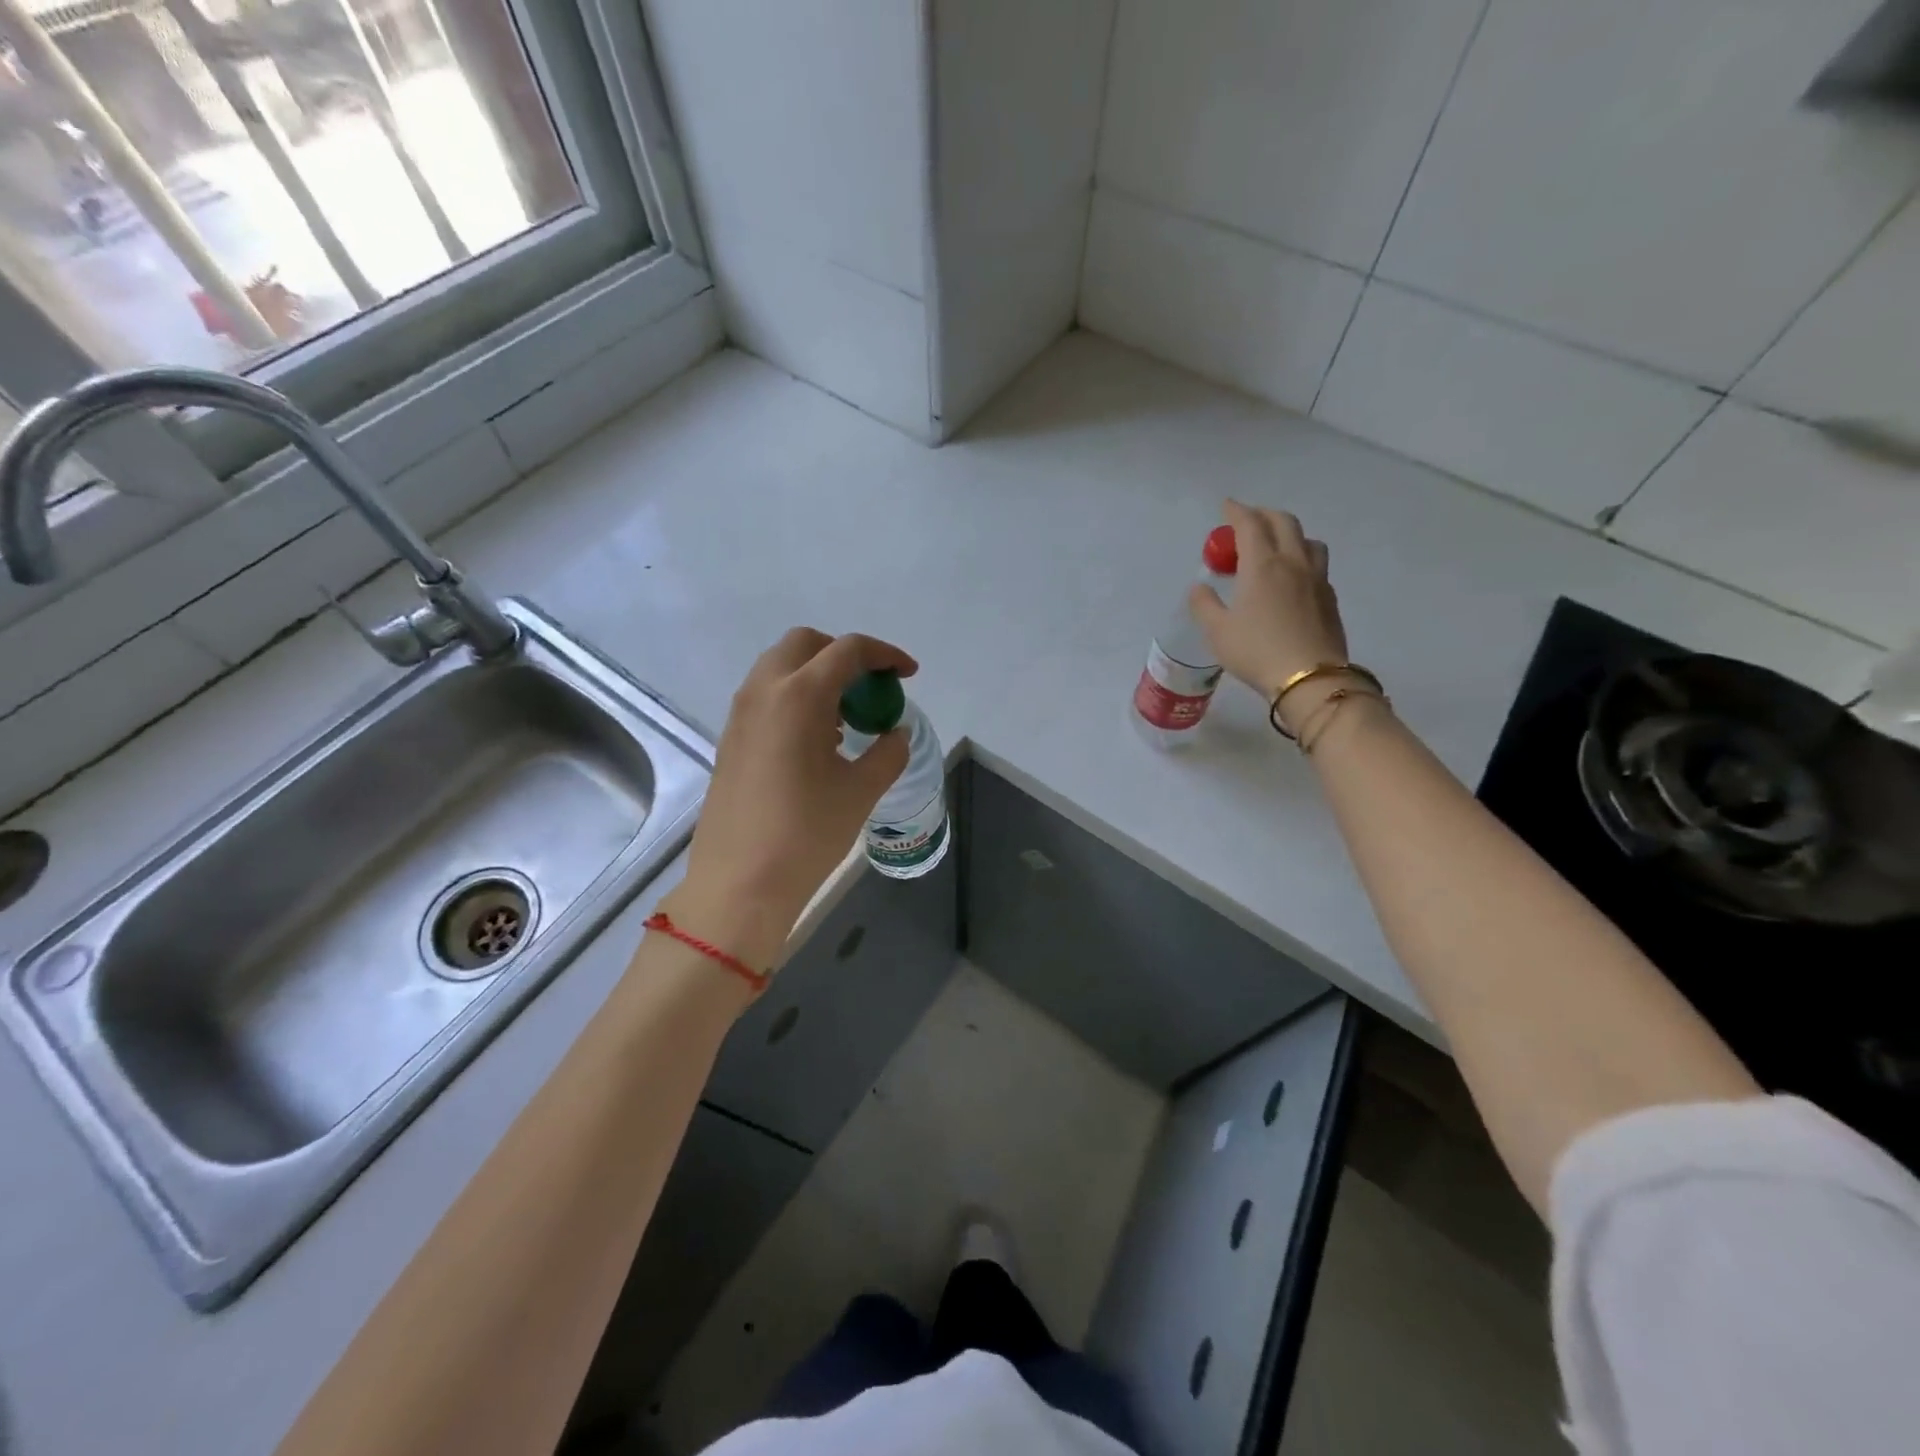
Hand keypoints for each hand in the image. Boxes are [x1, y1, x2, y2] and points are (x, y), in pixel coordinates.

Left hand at [666, 629, 916, 968]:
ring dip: (817, 675)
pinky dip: (795, 696)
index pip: (847, 650)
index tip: (908, 674)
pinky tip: (816, 739)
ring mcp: (740, 714)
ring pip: (780, 667)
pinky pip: (766, 695)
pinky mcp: (730, 737)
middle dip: (843, 654)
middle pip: (806, 644)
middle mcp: (764, 692)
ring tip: (845, 717)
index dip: (885, 655)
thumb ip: (888, 752)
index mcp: (800, 696)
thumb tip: (895, 733)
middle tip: (871, 687)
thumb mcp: (862, 791)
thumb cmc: (807, 833)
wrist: (740, 883)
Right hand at [1188, 501, 1356, 731]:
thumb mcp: (1217, 632)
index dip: (1236, 511)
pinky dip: (1301, 558)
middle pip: (1284, 522)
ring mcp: (1316, 579)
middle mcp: (1292, 562)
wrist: (1310, 678)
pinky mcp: (1329, 597)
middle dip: (1263, 515)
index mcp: (1262, 565)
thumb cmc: (1256, 651)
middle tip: (1247, 522)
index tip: (1226, 507)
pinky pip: (1316, 564)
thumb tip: (1199, 587)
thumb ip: (1204, 605)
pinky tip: (1292, 577)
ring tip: (1274, 546)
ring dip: (1289, 534)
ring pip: (1307, 540)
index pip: (1250, 524)